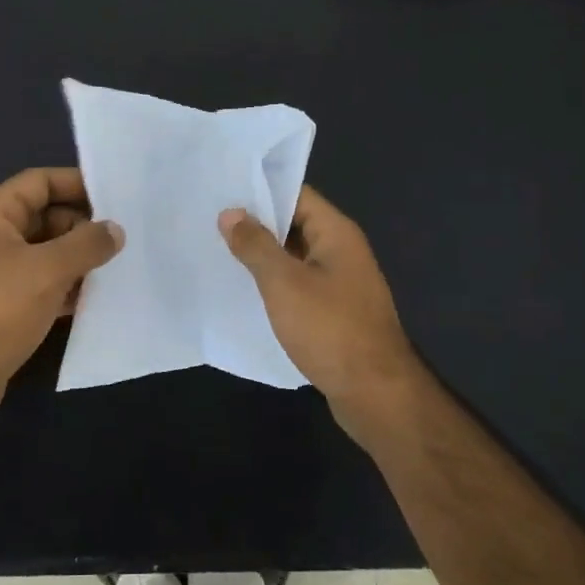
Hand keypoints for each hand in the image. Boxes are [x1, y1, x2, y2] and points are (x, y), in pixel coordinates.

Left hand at [0, 168, 122, 429]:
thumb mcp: (48, 270)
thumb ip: (86, 244)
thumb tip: (115, 230)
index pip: (39, 182)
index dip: (76, 183)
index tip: (116, 195)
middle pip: (46, 217)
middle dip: (83, 226)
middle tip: (123, 238)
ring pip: (47, 253)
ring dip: (79, 259)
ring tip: (119, 266)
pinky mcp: (4, 305)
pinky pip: (43, 283)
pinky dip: (67, 286)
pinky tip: (96, 298)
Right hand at [219, 187, 424, 444]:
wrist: (375, 392)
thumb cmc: (330, 329)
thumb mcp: (284, 283)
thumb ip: (255, 246)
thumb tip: (231, 213)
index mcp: (336, 233)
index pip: (297, 194)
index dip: (261, 191)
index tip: (222, 192)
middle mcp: (342, 252)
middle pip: (295, 225)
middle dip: (256, 225)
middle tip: (210, 223)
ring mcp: (341, 284)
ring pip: (295, 258)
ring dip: (263, 257)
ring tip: (218, 253)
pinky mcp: (335, 313)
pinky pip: (300, 286)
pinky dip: (275, 285)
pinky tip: (245, 292)